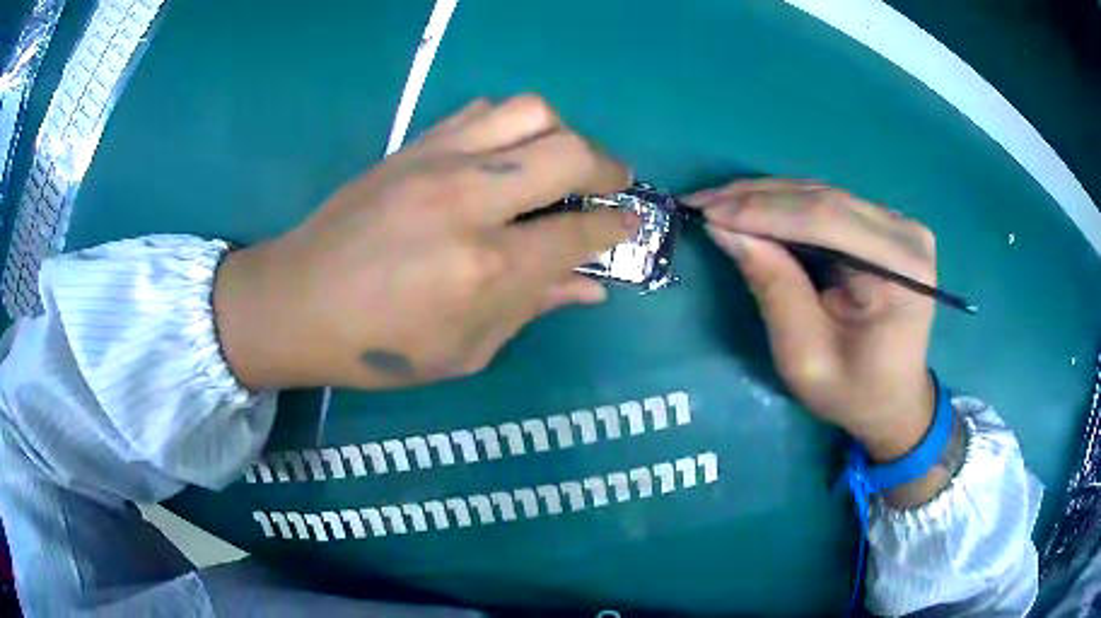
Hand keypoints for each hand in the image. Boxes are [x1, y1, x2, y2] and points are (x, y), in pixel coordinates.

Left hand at [214, 96, 636, 389]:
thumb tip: (591, 285)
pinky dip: (512, 124)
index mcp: (488, 268)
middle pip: (570, 152)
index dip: (618, 227)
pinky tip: (507, 153)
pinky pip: (482, 110)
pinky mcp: (413, 145)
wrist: (296, 301)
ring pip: (530, 111)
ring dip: (562, 134)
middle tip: (611, 185)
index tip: (630, 224)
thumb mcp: (464, 351)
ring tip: (559, 162)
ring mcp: (438, 162)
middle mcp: (471, 201)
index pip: (581, 232)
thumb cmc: (378, 347)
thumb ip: (533, 308)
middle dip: (609, 167)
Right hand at [688, 179, 936, 461]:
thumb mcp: (805, 357)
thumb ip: (773, 288)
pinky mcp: (884, 224)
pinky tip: (750, 208)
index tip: (706, 211)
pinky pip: (826, 204)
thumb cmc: (853, 392)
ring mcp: (897, 224)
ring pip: (821, 194)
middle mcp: (905, 233)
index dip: (763, 211)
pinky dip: (784, 206)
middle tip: (700, 201)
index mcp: (901, 270)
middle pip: (823, 199)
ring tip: (716, 203)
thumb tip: (724, 230)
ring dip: (765, 197)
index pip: (826, 220)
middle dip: (756, 199)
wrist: (894, 399)